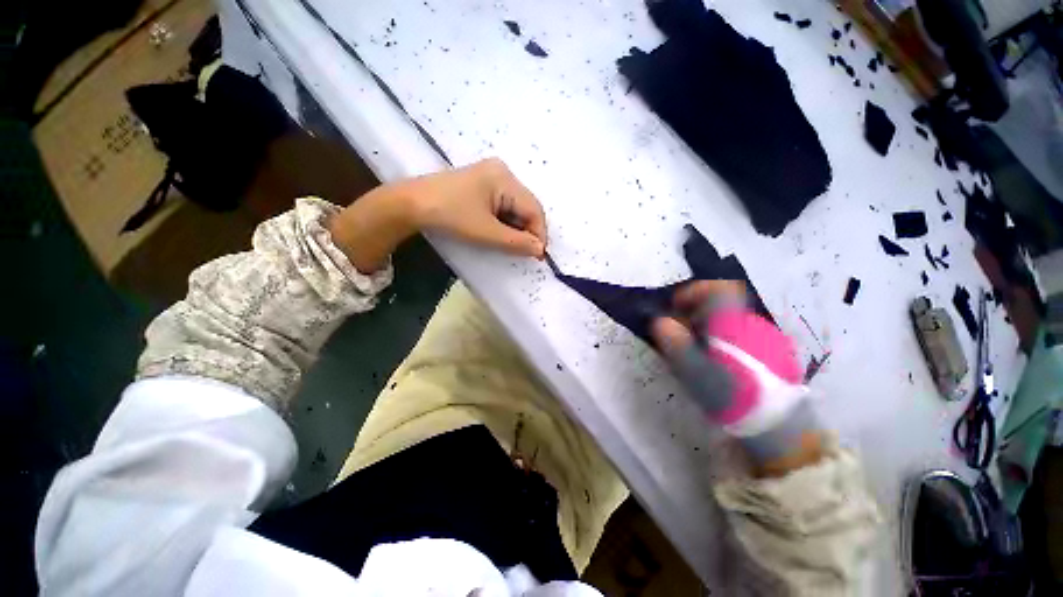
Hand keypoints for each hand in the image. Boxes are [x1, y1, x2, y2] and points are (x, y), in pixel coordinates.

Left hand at [408, 158, 546, 257]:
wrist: (411, 204)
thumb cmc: (449, 215)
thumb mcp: (486, 232)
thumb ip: (516, 242)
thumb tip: (541, 250)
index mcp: (505, 179)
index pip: (534, 209)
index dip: (539, 233)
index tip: (538, 256)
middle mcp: (503, 172)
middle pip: (526, 206)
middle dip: (527, 230)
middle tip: (525, 252)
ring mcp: (492, 176)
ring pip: (516, 207)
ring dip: (516, 227)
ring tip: (510, 244)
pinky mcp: (483, 183)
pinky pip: (504, 204)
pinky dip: (505, 221)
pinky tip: (498, 232)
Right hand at [651, 281, 822, 475]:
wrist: (777, 426)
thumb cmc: (730, 394)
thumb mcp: (692, 369)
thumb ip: (674, 342)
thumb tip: (660, 321)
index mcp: (732, 323)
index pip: (717, 289)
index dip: (694, 291)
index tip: (677, 307)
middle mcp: (751, 324)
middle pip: (721, 305)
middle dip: (697, 314)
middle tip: (681, 335)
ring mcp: (766, 338)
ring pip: (731, 321)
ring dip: (710, 328)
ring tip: (698, 353)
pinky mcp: (774, 353)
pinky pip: (742, 335)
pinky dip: (724, 340)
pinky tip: (719, 364)